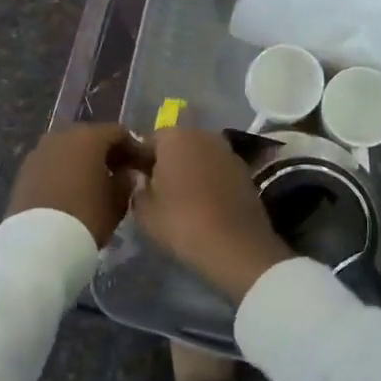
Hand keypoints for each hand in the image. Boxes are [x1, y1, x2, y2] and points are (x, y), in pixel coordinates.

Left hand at [6, 124, 148, 247]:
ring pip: (69, 149)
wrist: (38, 243)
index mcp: (89, 137)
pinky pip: (52, 163)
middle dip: (106, 152)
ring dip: (83, 161)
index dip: (134, 148)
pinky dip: (64, 170)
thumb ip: (125, 182)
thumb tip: (126, 174)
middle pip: (91, 137)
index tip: (142, 165)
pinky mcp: (24, 169)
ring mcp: (40, 151)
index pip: (119, 133)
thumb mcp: (117, 201)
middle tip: (119, 172)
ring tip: (94, 183)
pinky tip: (71, 190)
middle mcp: (62, 135)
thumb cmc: (86, 216)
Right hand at [131, 129, 292, 303]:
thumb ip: (137, 189)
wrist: (236, 246)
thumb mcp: (144, 212)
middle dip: (166, 162)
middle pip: (177, 144)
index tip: (135, 181)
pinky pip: (217, 169)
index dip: (139, 160)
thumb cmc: (182, 223)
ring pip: (199, 155)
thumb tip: (141, 179)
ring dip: (190, 169)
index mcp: (174, 136)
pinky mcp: (244, 169)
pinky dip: (209, 179)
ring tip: (182, 199)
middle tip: (157, 190)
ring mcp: (227, 150)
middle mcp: (203, 134)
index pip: (148, 141)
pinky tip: (205, 203)